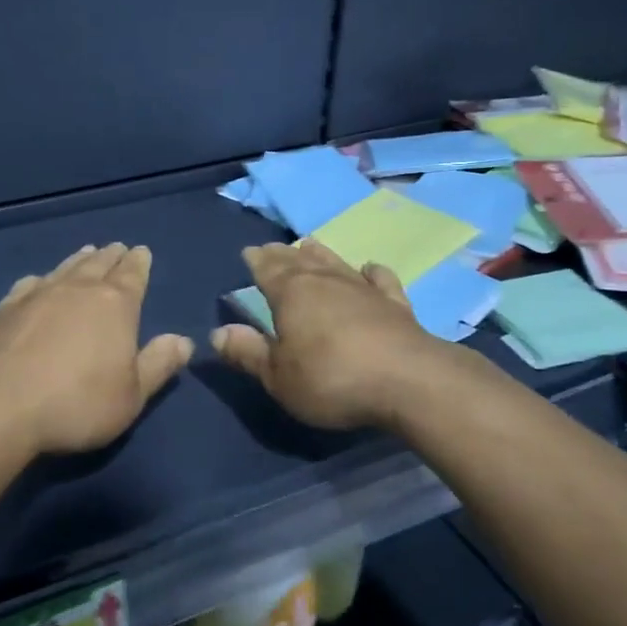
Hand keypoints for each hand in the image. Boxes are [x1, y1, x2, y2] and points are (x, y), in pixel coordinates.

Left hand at [0, 243, 193, 455]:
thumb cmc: (77, 403)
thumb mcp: (132, 395)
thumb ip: (158, 365)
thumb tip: (183, 340)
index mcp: (116, 304)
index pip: (133, 275)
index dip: (139, 263)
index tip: (142, 251)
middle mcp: (78, 289)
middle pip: (99, 264)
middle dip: (112, 256)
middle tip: (118, 247)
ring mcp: (38, 295)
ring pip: (65, 268)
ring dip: (79, 259)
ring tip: (87, 252)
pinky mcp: (6, 309)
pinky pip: (30, 284)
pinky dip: (41, 279)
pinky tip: (39, 281)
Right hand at [210, 240, 457, 430]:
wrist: (408, 381)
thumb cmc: (331, 379)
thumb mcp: (278, 377)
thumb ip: (249, 353)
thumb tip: (218, 333)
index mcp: (291, 294)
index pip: (267, 270)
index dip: (256, 261)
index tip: (249, 253)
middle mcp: (325, 282)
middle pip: (298, 261)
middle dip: (282, 254)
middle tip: (273, 247)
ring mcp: (363, 290)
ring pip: (335, 263)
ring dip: (320, 254)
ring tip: (309, 244)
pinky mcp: (395, 304)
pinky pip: (380, 280)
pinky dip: (372, 272)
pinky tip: (369, 268)